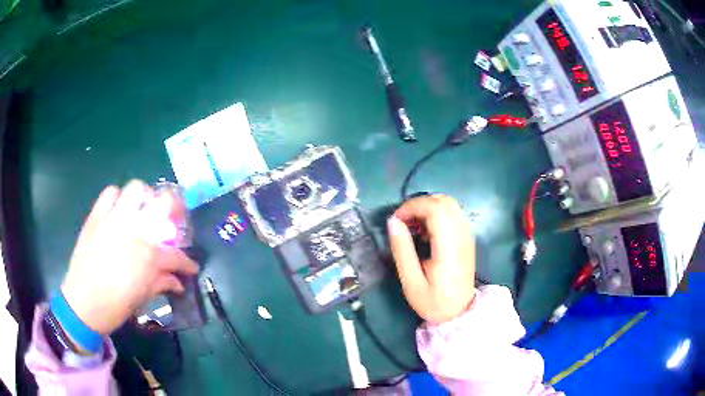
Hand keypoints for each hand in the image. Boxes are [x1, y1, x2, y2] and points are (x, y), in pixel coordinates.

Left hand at [61, 180, 199, 334]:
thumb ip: (162, 283)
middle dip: (174, 209)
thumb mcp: (143, 298)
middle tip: (172, 221)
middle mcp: (133, 229)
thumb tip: (178, 281)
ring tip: (143, 212)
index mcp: (148, 255)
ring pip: (136, 189)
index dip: (187, 263)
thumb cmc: (115, 306)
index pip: (176, 254)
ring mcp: (113, 219)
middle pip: (163, 203)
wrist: (83, 304)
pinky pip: (109, 193)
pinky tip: (119, 212)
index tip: (191, 268)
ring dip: (144, 199)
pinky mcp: (96, 216)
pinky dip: (117, 198)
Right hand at [387, 195, 475, 324]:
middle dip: (418, 204)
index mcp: (448, 249)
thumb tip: (393, 221)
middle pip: (443, 201)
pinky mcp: (467, 237)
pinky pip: (453, 213)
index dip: (412, 207)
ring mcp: (467, 235)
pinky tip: (427, 232)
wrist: (459, 312)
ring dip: (427, 208)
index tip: (396, 221)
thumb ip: (402, 250)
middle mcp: (462, 236)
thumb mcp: (411, 282)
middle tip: (403, 222)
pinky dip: (436, 214)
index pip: (435, 209)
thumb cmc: (433, 301)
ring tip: (414, 227)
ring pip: (450, 204)